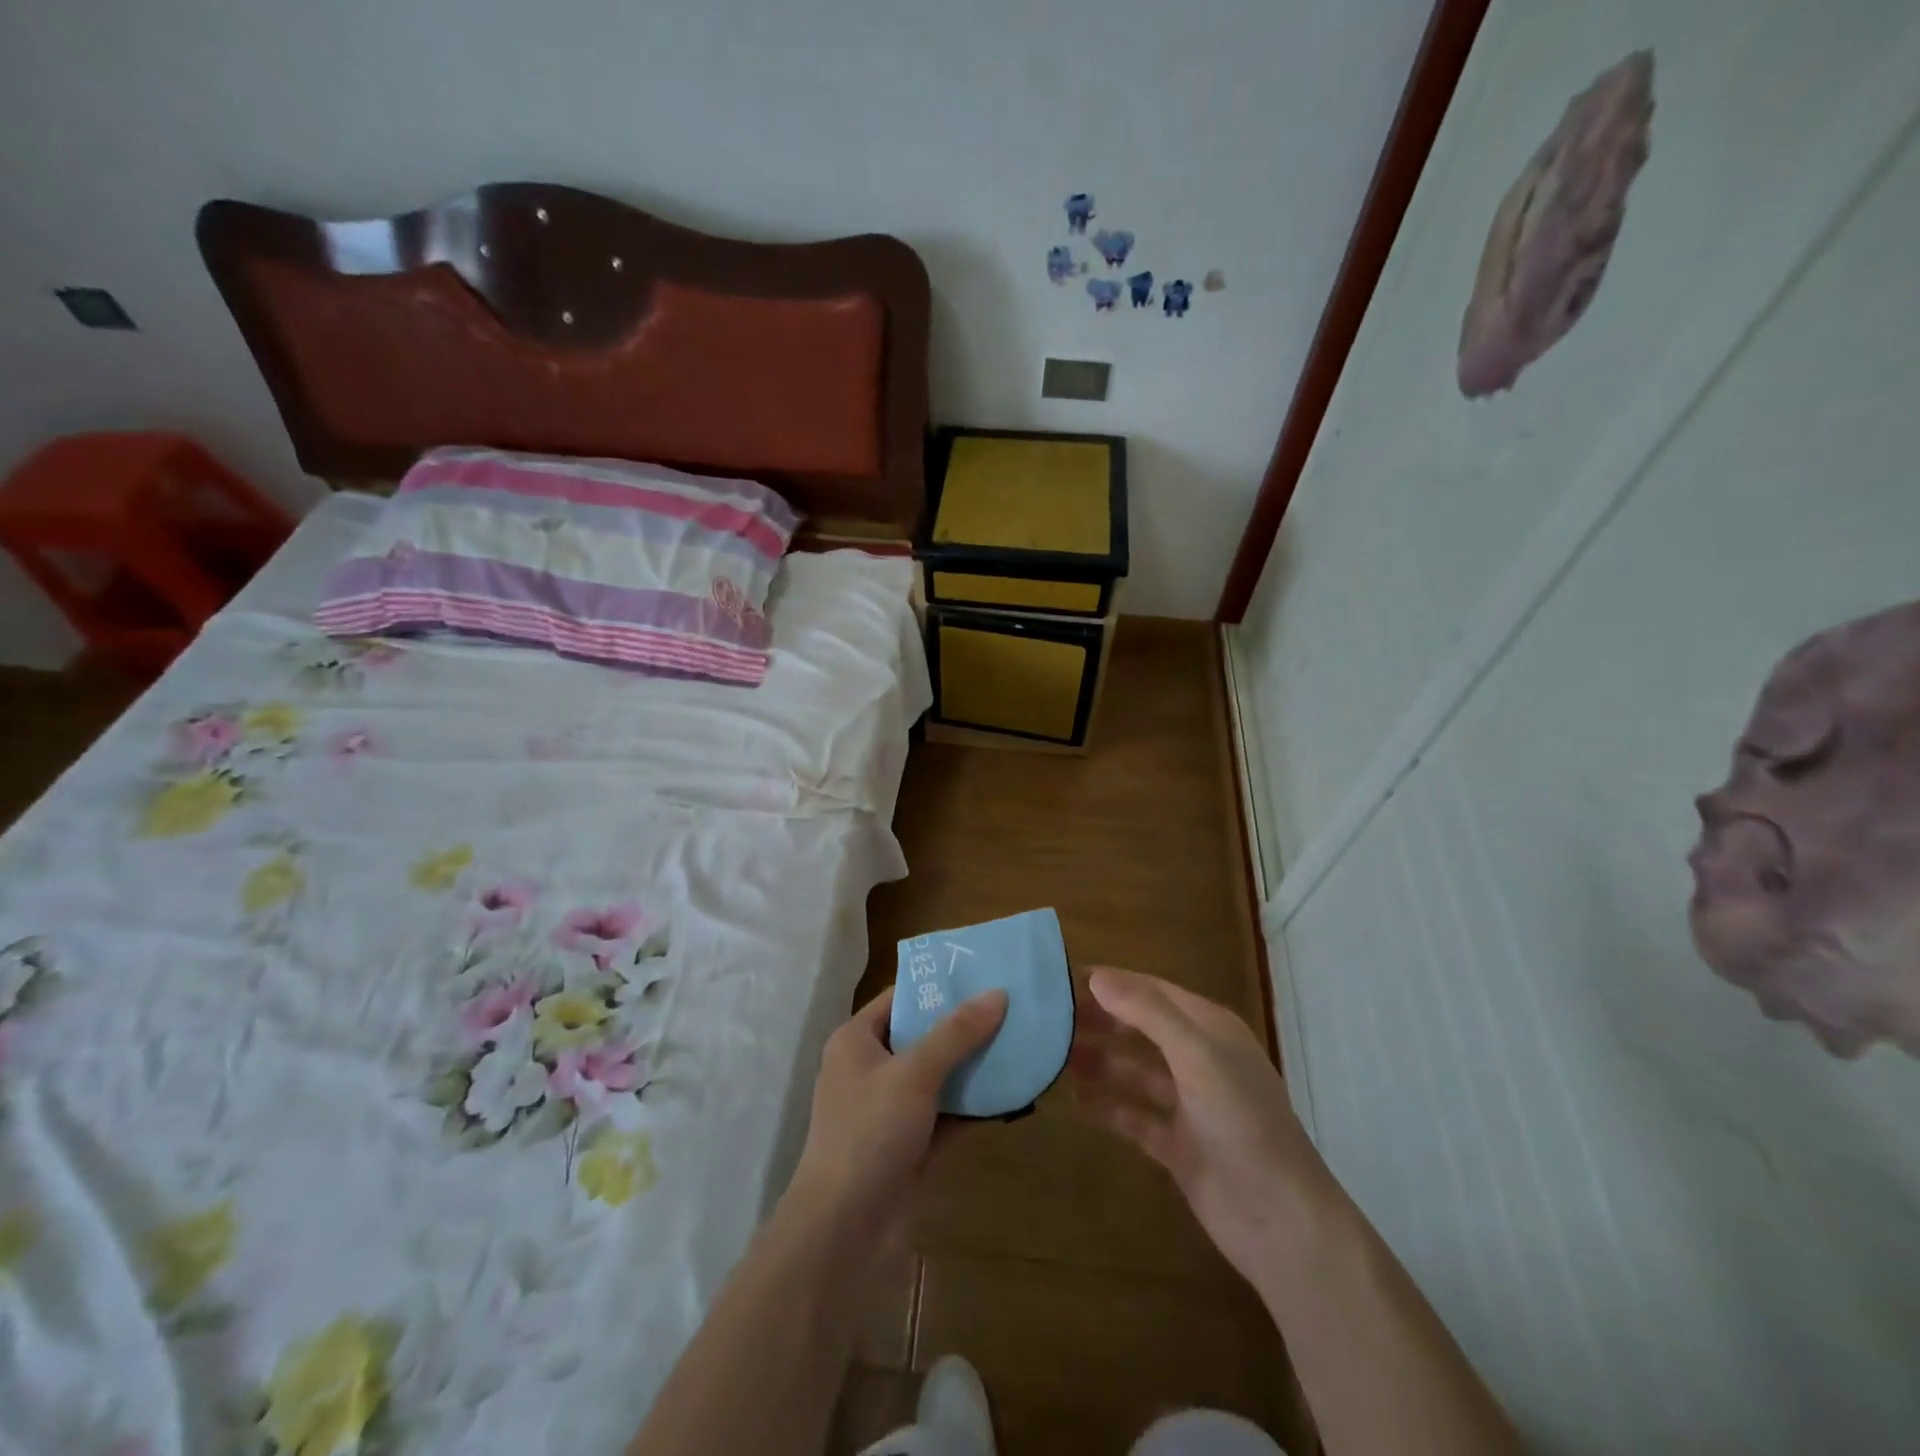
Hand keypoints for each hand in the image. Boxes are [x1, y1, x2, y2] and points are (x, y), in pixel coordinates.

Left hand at [789, 985, 1007, 1230]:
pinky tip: (1012, 1095)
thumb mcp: (914, 1072)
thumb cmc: (869, 1132)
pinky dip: (972, 1107)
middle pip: (922, 1036)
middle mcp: (870, 1069)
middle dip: (964, 1027)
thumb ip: (956, 1033)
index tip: (982, 974)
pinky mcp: (908, 1146)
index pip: (900, 998)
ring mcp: (889, 1111)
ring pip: (937, 1078)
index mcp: (856, 1041)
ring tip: (1020, 1045)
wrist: (844, 1231)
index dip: (938, 985)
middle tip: (1011, 1008)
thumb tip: (997, 993)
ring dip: (973, 1067)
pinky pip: (945, 1115)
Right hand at [1070, 966, 1334, 1287]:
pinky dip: (1108, 1105)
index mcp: (1210, 1029)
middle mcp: (1199, 1059)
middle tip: (1048, 1020)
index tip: (1061, 980)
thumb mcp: (1197, 1056)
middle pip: (1140, 1029)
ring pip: (1133, 1071)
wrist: (1281, 1223)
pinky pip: (1134, 1115)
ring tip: (1052, 1057)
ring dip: (1099, 1061)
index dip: (1110, 983)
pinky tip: (1074, 1100)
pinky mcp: (1178, 1145)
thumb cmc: (1242, 1123)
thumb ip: (1148, 1013)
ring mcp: (1189, 1104)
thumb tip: (1097, 977)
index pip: (1151, 991)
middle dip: (1099, 1021)